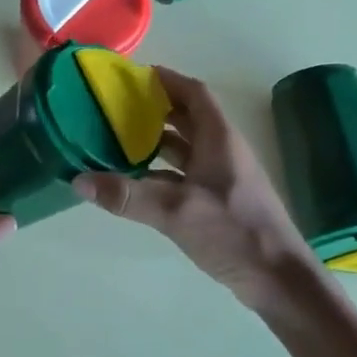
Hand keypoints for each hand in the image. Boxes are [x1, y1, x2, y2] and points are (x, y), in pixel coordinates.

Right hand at [73, 66, 314, 309]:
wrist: (279, 280)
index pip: (194, 93)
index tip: (135, 76)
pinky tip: (137, 181)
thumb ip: (126, 195)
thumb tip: (78, 180)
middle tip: (118, 107)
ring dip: (157, 140)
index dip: (168, 80)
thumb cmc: (233, 232)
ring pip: (187, 147)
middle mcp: (223, 151)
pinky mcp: (220, 201)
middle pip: (189, 117)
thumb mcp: (175, 211)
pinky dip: (162, 171)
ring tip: (119, 139)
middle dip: (156, 108)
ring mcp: (223, 177)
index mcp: (219, 139)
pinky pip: (186, 173)